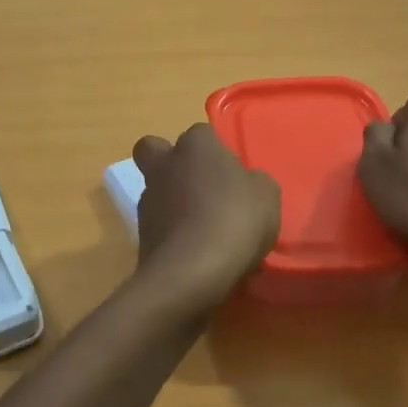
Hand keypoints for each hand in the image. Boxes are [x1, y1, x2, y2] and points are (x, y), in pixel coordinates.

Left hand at [132, 124, 280, 307]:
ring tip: (204, 229)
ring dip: (174, 202)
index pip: (202, 133)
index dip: (216, 151)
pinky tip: (197, 252)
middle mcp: (164, 166)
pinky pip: (160, 225)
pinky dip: (173, 233)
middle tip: (200, 185)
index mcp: (195, 146)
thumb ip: (254, 182)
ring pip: (156, 190)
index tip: (232, 173)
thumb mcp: (267, 196)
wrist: (190, 272)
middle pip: (156, 150)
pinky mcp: (140, 235)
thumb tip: (244, 184)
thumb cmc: (234, 220)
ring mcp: (148, 201)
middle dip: (171, 162)